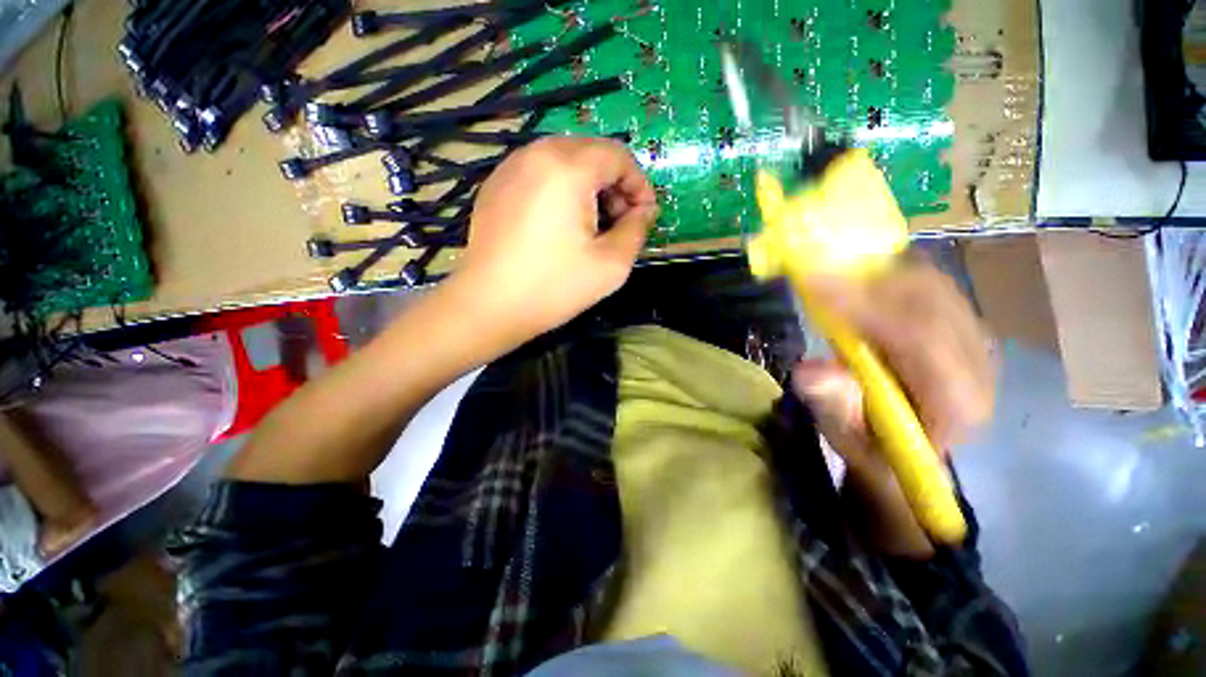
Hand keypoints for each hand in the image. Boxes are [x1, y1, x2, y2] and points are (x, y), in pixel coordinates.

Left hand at [456, 136, 658, 344]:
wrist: (488, 306)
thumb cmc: (554, 287)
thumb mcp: (611, 265)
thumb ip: (637, 230)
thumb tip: (643, 211)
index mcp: (568, 167)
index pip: (619, 156)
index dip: (639, 185)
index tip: (643, 218)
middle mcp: (536, 154)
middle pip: (591, 152)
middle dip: (614, 185)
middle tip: (619, 223)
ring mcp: (510, 167)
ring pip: (565, 161)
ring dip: (588, 187)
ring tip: (591, 225)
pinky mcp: (495, 186)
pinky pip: (540, 174)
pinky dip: (561, 190)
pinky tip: (559, 225)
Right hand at [790, 259, 995, 555]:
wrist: (914, 448)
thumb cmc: (877, 448)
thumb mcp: (847, 438)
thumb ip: (832, 405)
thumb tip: (810, 369)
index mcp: (955, 403)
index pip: (919, 339)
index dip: (864, 307)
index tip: (813, 284)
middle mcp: (978, 364)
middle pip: (929, 301)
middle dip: (867, 282)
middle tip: (814, 273)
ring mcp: (975, 339)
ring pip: (931, 286)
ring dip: (877, 274)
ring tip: (830, 274)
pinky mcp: (963, 324)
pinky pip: (928, 285)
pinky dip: (888, 274)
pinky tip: (857, 278)